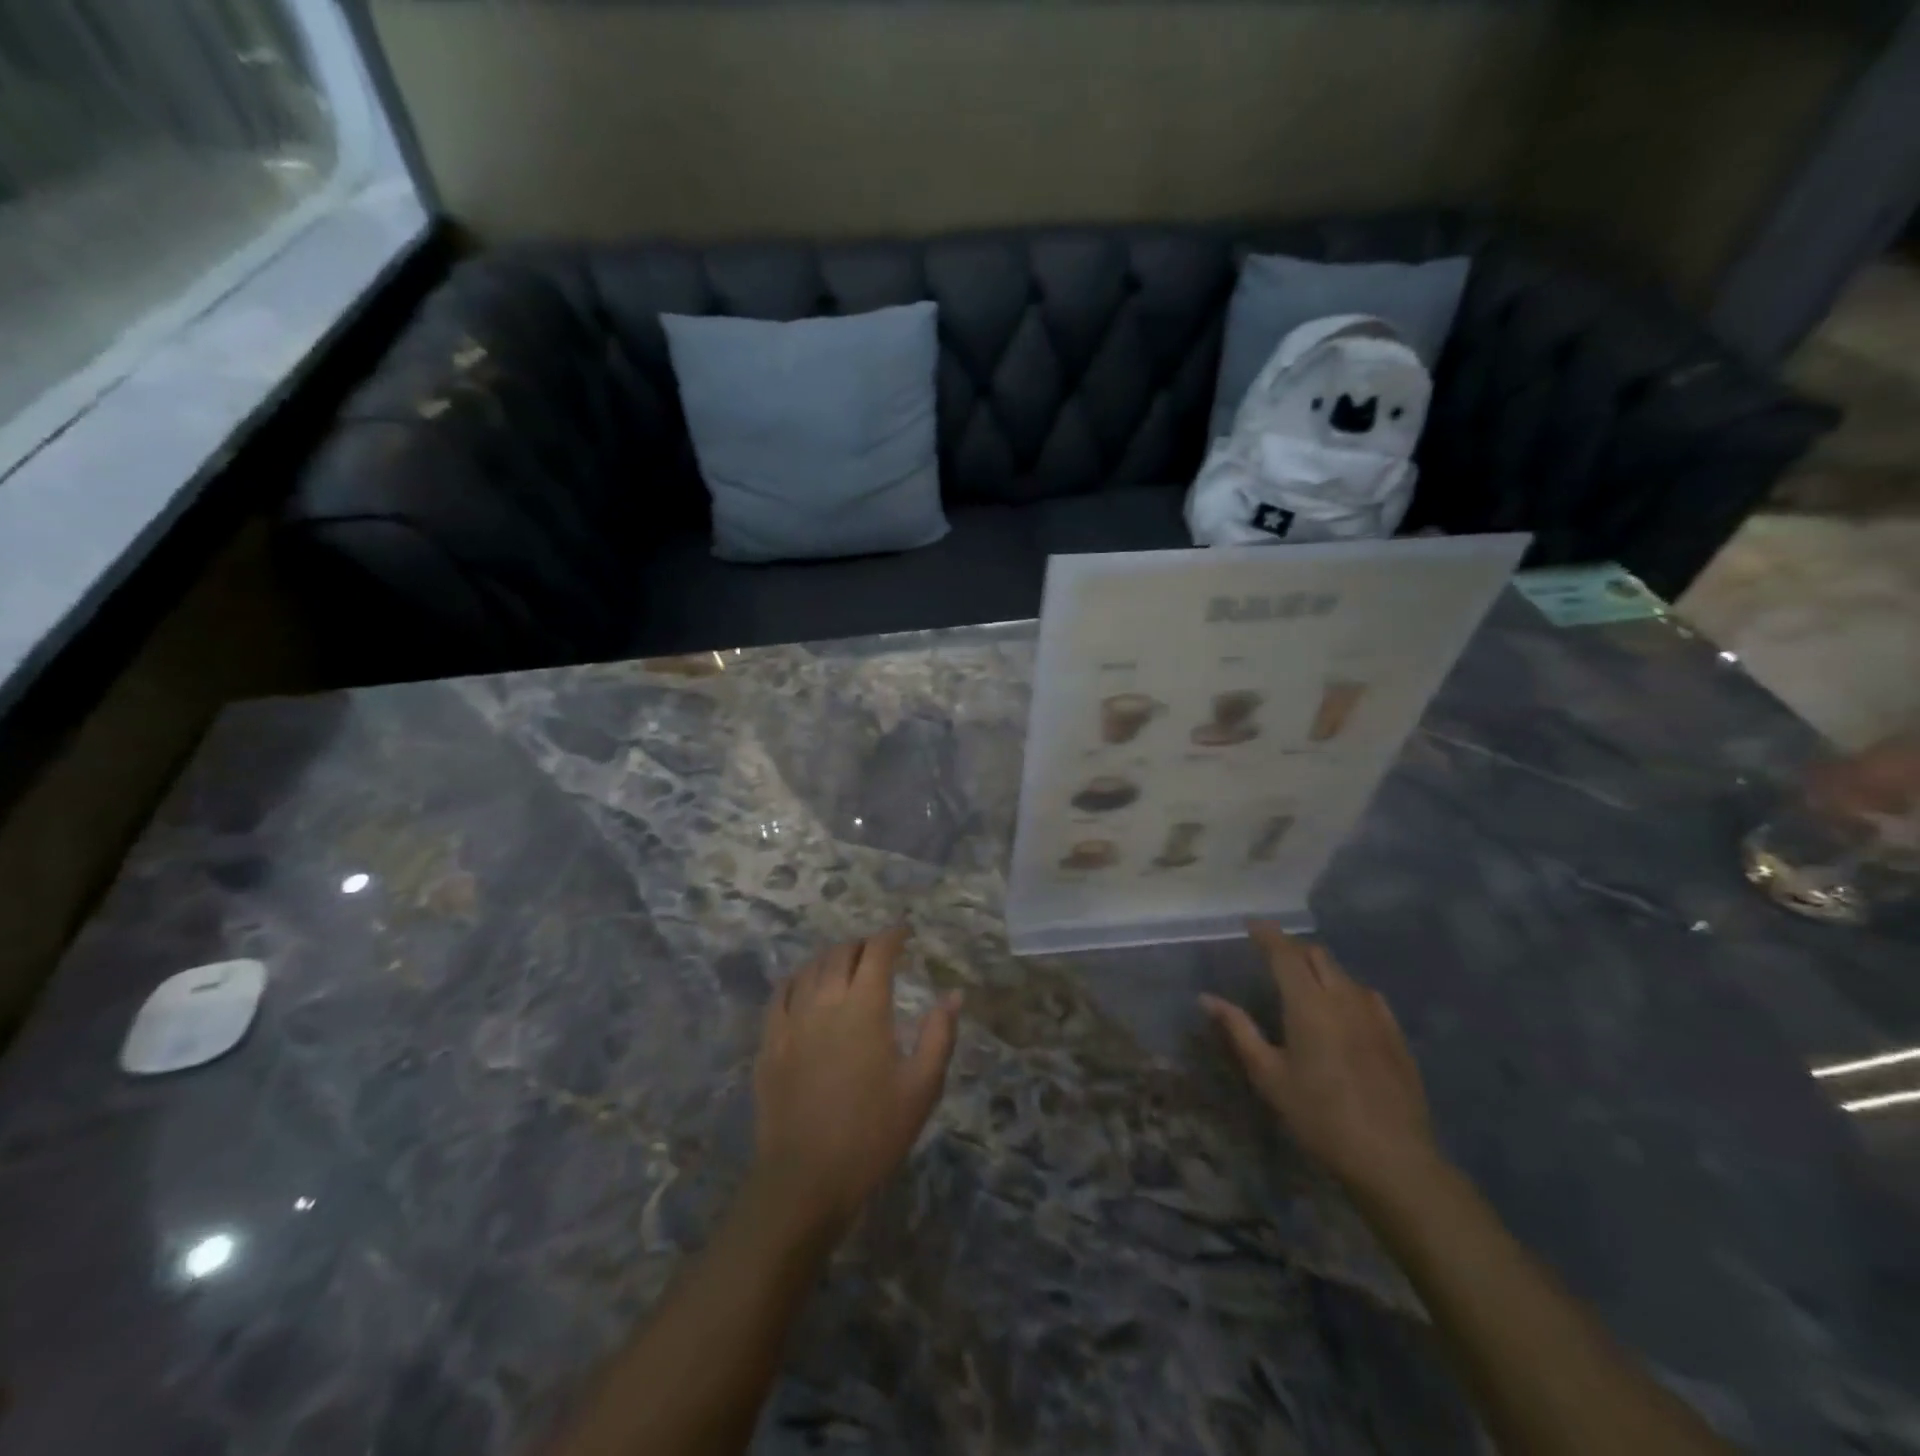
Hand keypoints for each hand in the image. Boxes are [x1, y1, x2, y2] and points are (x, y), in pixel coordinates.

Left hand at [751, 925, 960, 1241]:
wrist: (806, 1180)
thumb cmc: (873, 1134)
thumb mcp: (921, 1087)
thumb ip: (939, 1035)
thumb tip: (954, 994)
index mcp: (865, 1008)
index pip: (878, 952)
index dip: (893, 935)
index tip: (905, 931)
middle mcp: (825, 1002)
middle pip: (841, 953)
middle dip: (862, 944)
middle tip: (877, 950)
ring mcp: (791, 1021)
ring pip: (810, 968)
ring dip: (831, 957)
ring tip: (845, 962)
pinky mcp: (769, 1043)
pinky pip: (780, 994)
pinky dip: (797, 978)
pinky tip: (804, 984)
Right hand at [1201, 922, 1439, 1198]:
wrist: (1393, 1158)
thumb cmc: (1320, 1116)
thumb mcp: (1269, 1076)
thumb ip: (1238, 1030)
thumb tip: (1206, 998)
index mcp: (1308, 1004)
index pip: (1284, 953)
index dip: (1267, 934)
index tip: (1251, 924)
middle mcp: (1342, 997)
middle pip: (1316, 955)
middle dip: (1292, 948)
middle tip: (1272, 956)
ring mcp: (1375, 1014)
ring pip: (1343, 973)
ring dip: (1319, 968)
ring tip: (1304, 982)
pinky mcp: (1395, 1034)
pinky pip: (1367, 995)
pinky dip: (1346, 989)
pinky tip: (1343, 1009)